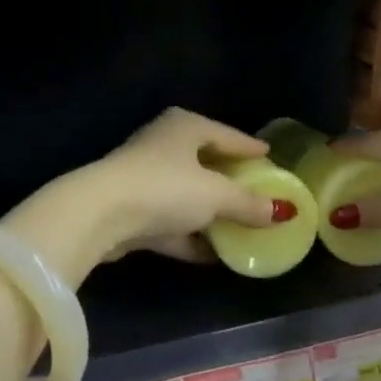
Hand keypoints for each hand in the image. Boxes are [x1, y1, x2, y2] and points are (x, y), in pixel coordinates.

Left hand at [94, 107, 282, 262]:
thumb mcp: (216, 195)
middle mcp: (164, 145)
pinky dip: (191, 235)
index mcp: (185, 127)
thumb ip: (249, 203)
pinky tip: (214, 253)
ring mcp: (144, 178)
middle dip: (232, 182)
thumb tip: (281, 212)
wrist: (99, 216)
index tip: (270, 157)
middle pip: (207, 163)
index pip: (228, 135)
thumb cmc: (165, 188)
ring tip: (242, 227)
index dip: (251, 148)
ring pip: (188, 194)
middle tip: (259, 192)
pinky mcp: (131, 211)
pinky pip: (171, 221)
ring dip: (211, 213)